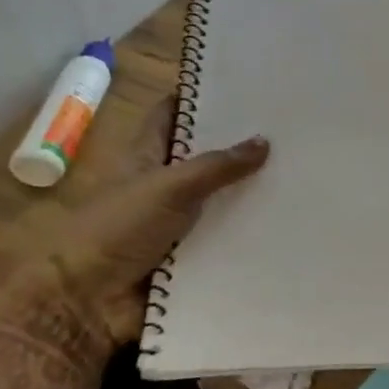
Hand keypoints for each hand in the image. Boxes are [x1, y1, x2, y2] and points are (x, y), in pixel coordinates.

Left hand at [13, 98, 268, 350]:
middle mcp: (163, 185)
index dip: (200, 98)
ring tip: (300, 172)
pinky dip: (249, 233)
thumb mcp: (169, 187)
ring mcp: (176, 222)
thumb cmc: (118, 230)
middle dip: (238, 145)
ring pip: (219, 199)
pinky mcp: (189, 256)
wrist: (88, 303)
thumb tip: (264, 140)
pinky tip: (290, 221)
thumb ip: (216, 166)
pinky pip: (225, 238)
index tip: (242, 85)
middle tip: (288, 130)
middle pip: (203, 157)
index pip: (172, 114)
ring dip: (249, 192)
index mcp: (147, 156)